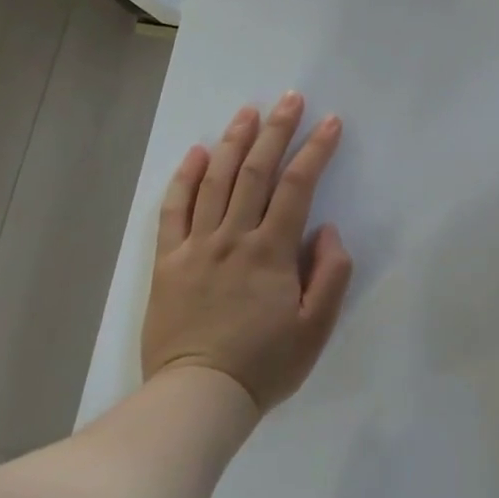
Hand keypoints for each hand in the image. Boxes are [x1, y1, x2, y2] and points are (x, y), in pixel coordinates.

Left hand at [141, 93, 353, 412]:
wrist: (196, 400)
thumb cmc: (264, 365)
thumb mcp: (316, 328)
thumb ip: (331, 274)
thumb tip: (325, 229)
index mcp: (271, 251)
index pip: (297, 186)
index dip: (316, 149)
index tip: (330, 122)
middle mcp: (233, 237)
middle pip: (255, 171)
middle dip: (276, 130)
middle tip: (290, 98)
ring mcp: (196, 246)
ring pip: (214, 181)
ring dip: (233, 141)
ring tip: (248, 111)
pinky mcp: (168, 262)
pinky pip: (173, 211)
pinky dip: (184, 178)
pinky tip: (195, 152)